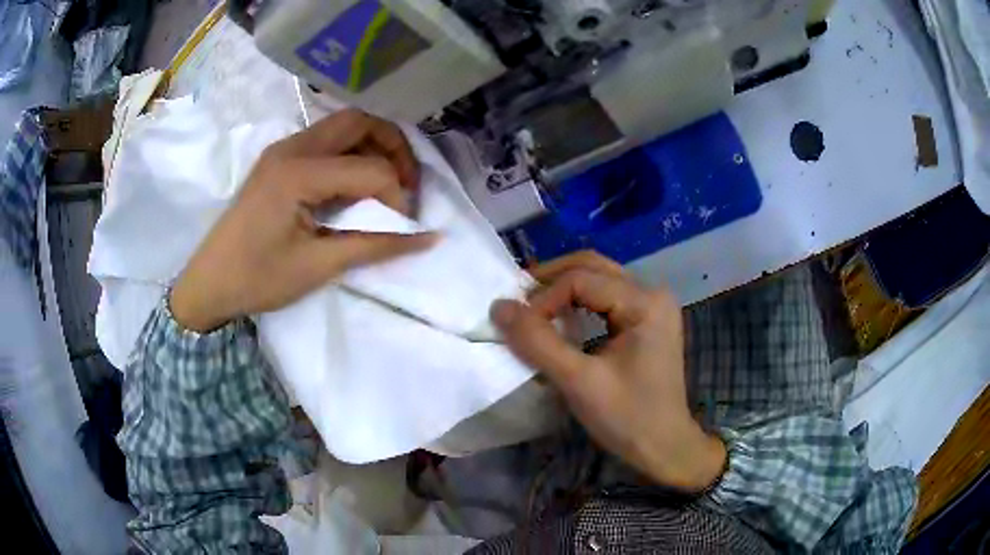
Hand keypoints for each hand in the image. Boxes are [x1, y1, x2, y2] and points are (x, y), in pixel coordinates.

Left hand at [171, 109, 435, 331]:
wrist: (208, 283)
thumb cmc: (257, 279)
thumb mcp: (318, 266)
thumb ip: (375, 246)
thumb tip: (429, 237)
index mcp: (297, 172)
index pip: (368, 168)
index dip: (396, 195)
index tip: (402, 226)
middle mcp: (291, 148)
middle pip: (359, 121)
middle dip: (393, 147)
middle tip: (406, 185)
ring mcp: (282, 150)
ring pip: (342, 126)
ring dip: (372, 147)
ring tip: (385, 185)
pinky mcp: (279, 160)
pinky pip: (325, 142)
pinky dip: (350, 154)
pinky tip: (353, 186)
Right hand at [491, 252, 725, 491]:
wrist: (664, 447)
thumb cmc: (627, 418)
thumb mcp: (579, 382)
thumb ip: (538, 343)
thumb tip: (498, 307)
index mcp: (644, 302)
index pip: (581, 280)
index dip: (543, 299)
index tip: (517, 327)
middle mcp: (652, 293)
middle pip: (592, 267)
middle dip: (550, 280)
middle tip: (517, 301)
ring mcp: (652, 306)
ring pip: (598, 278)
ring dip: (562, 289)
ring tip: (532, 308)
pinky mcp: (646, 320)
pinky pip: (606, 297)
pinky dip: (578, 303)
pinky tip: (560, 319)